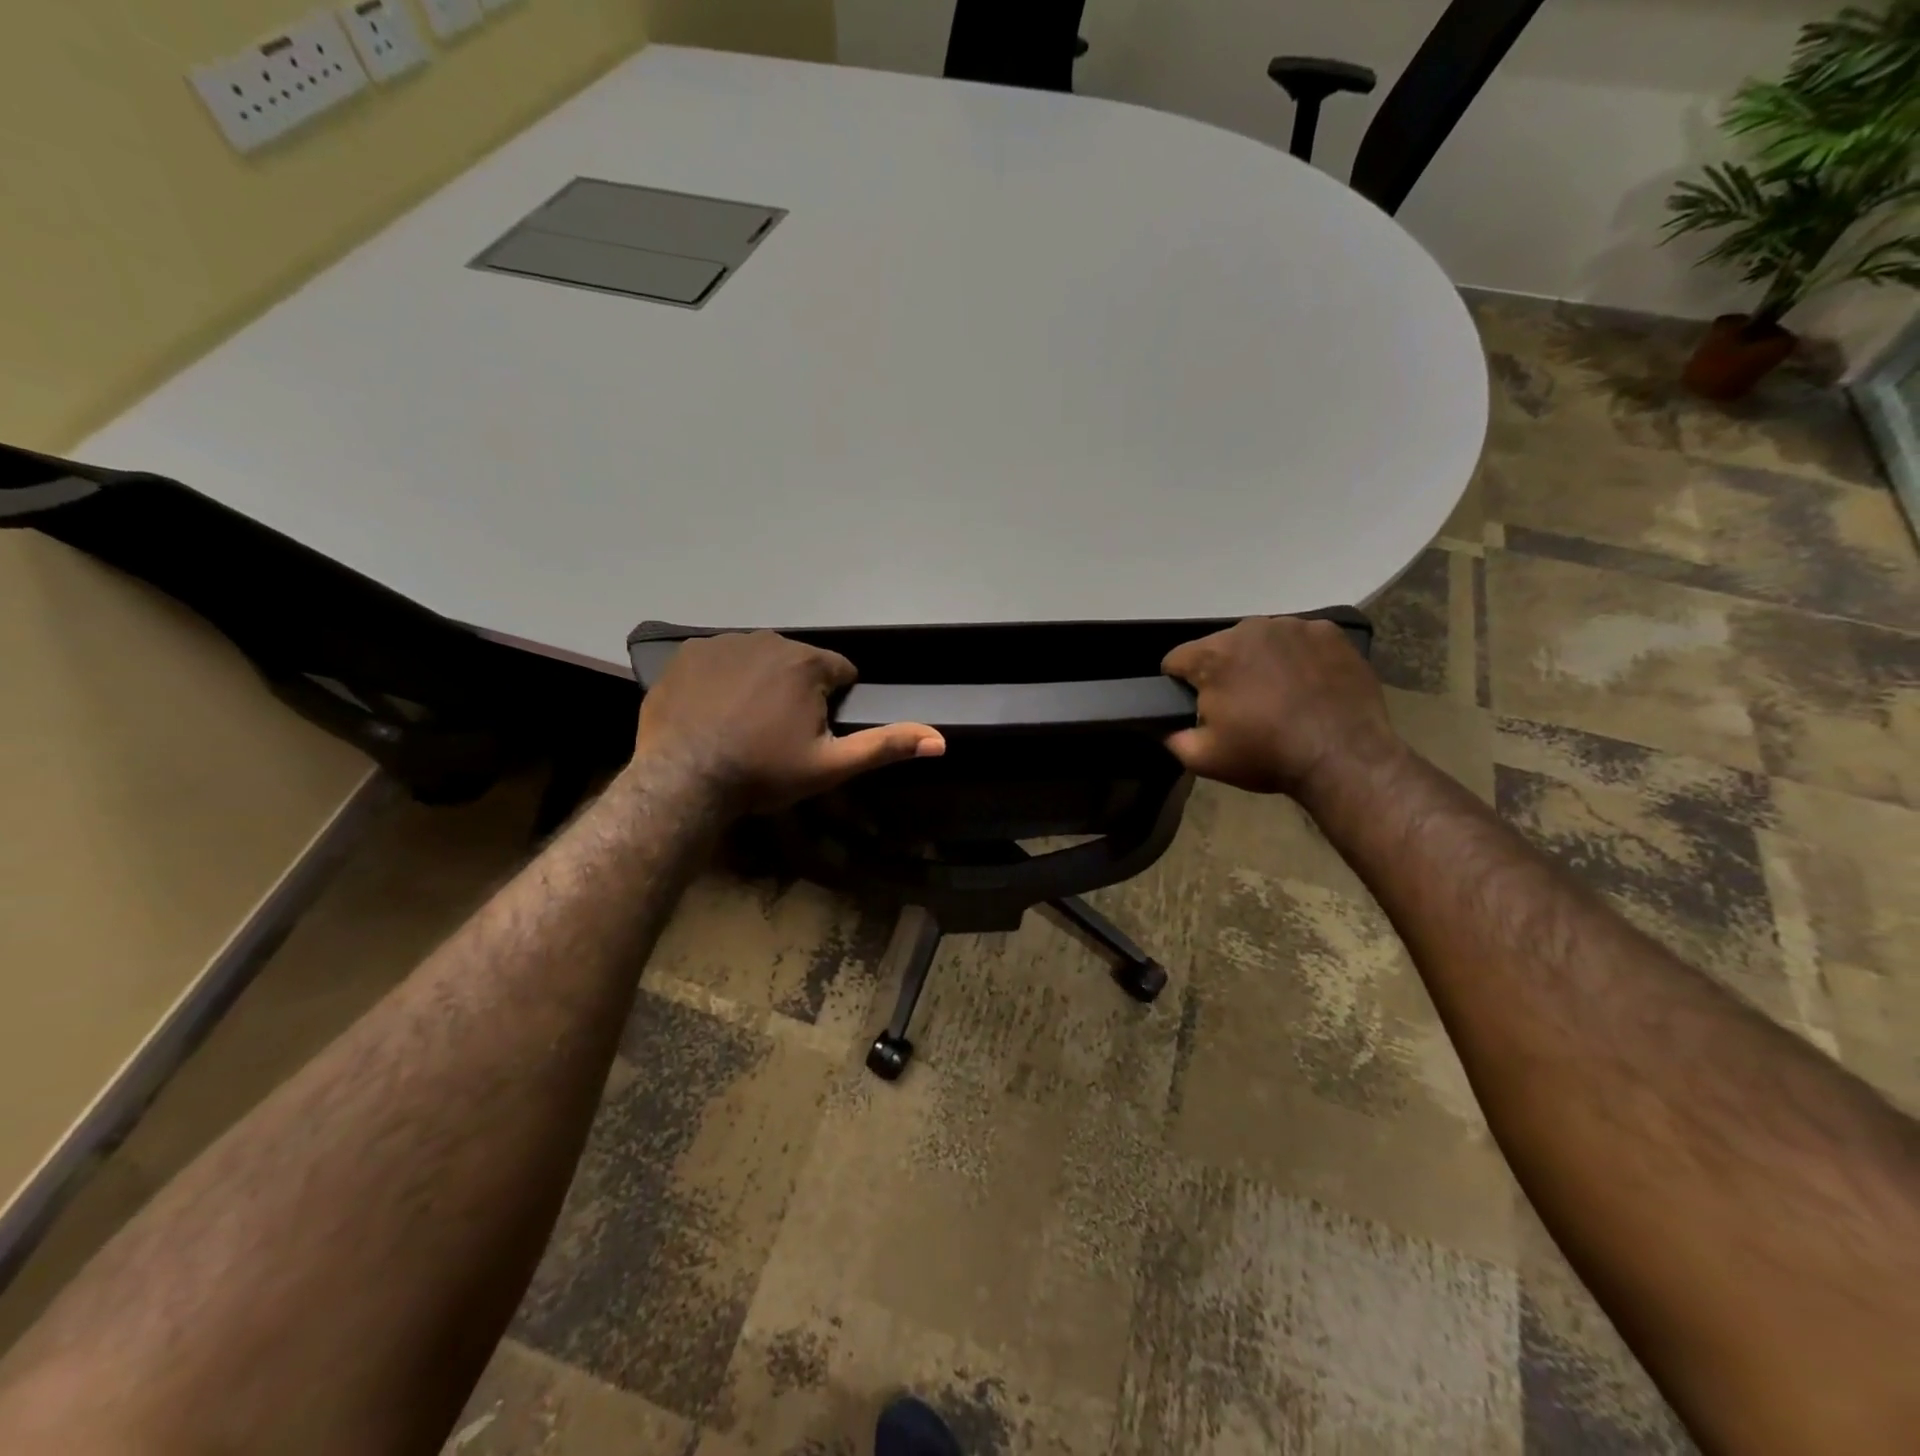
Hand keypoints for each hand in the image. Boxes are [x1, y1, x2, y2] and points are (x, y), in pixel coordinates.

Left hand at [635, 631, 944, 813]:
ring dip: (760, 683)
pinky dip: (722, 680)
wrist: (682, 780)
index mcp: (808, 663)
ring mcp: (724, 642)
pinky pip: (720, 660)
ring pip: (759, 659)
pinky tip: (712, 712)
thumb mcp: (831, 765)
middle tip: (776, 734)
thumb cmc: (763, 773)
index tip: (812, 733)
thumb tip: (941, 739)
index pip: (841, 672)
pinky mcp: (687, 653)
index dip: (834, 703)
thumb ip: (885, 746)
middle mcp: (769, 640)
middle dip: (797, 691)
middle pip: (799, 663)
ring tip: (742, 725)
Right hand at [1162, 616, 1399, 797]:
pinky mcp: (1329, 632)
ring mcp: (1293, 626)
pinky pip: (1299, 640)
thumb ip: (1171, 737)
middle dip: (1222, 673)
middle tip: (1242, 709)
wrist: (1344, 757)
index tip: (1196, 709)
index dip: (1179, 687)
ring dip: (1259, 662)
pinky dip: (1297, 658)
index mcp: (1213, 655)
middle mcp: (1249, 629)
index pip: (1176, 660)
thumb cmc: (1267, 756)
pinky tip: (1307, 686)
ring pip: (1259, 641)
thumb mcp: (1202, 759)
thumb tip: (1162, 725)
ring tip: (1279, 697)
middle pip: (1219, 647)